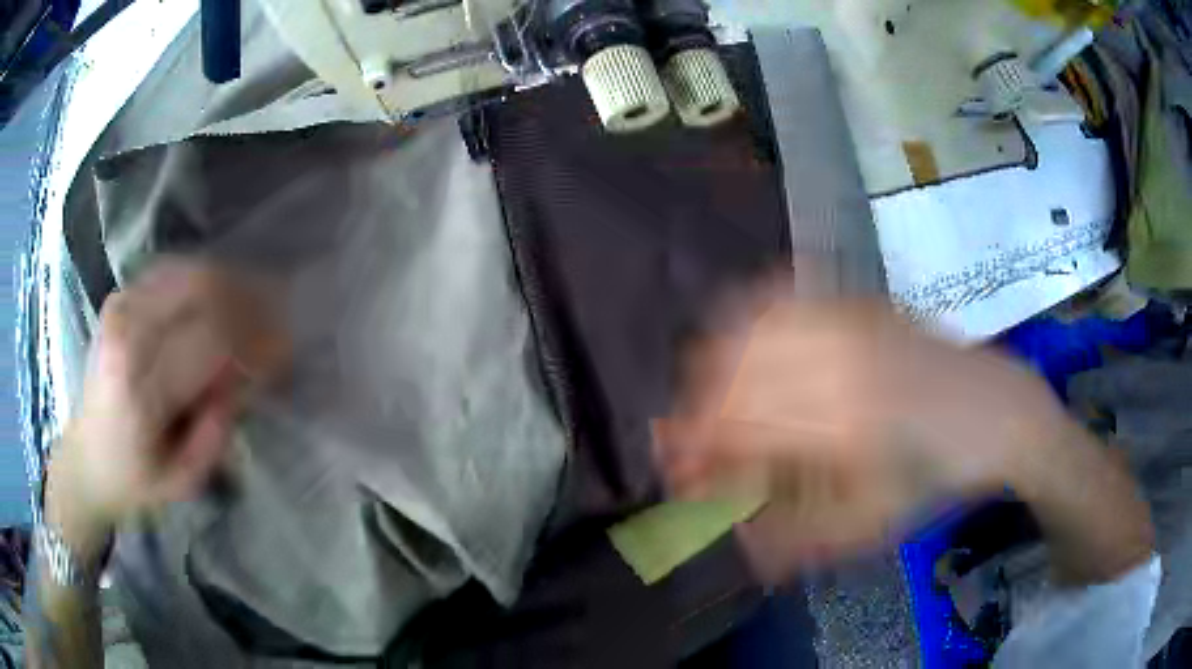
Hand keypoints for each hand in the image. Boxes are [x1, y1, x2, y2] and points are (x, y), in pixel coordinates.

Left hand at [46, 260, 285, 553]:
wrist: (86, 456)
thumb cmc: (134, 479)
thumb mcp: (183, 480)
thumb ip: (216, 432)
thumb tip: (244, 376)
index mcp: (141, 391)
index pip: (212, 339)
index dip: (257, 338)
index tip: (285, 351)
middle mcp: (128, 335)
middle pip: (203, 289)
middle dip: (251, 300)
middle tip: (278, 320)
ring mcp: (121, 307)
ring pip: (192, 271)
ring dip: (233, 284)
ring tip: (257, 306)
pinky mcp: (120, 296)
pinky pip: (174, 270)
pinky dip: (206, 278)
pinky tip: (222, 298)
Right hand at [653, 297, 1068, 577]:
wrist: (996, 411)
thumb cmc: (937, 477)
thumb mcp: (870, 526)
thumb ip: (796, 537)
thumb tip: (735, 541)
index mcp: (840, 420)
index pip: (736, 427)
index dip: (694, 453)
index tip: (676, 476)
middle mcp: (836, 357)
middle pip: (733, 372)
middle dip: (697, 414)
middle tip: (692, 450)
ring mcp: (847, 319)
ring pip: (750, 327)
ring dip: (716, 368)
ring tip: (713, 404)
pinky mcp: (856, 302)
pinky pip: (784, 297)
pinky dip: (749, 320)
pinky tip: (744, 342)